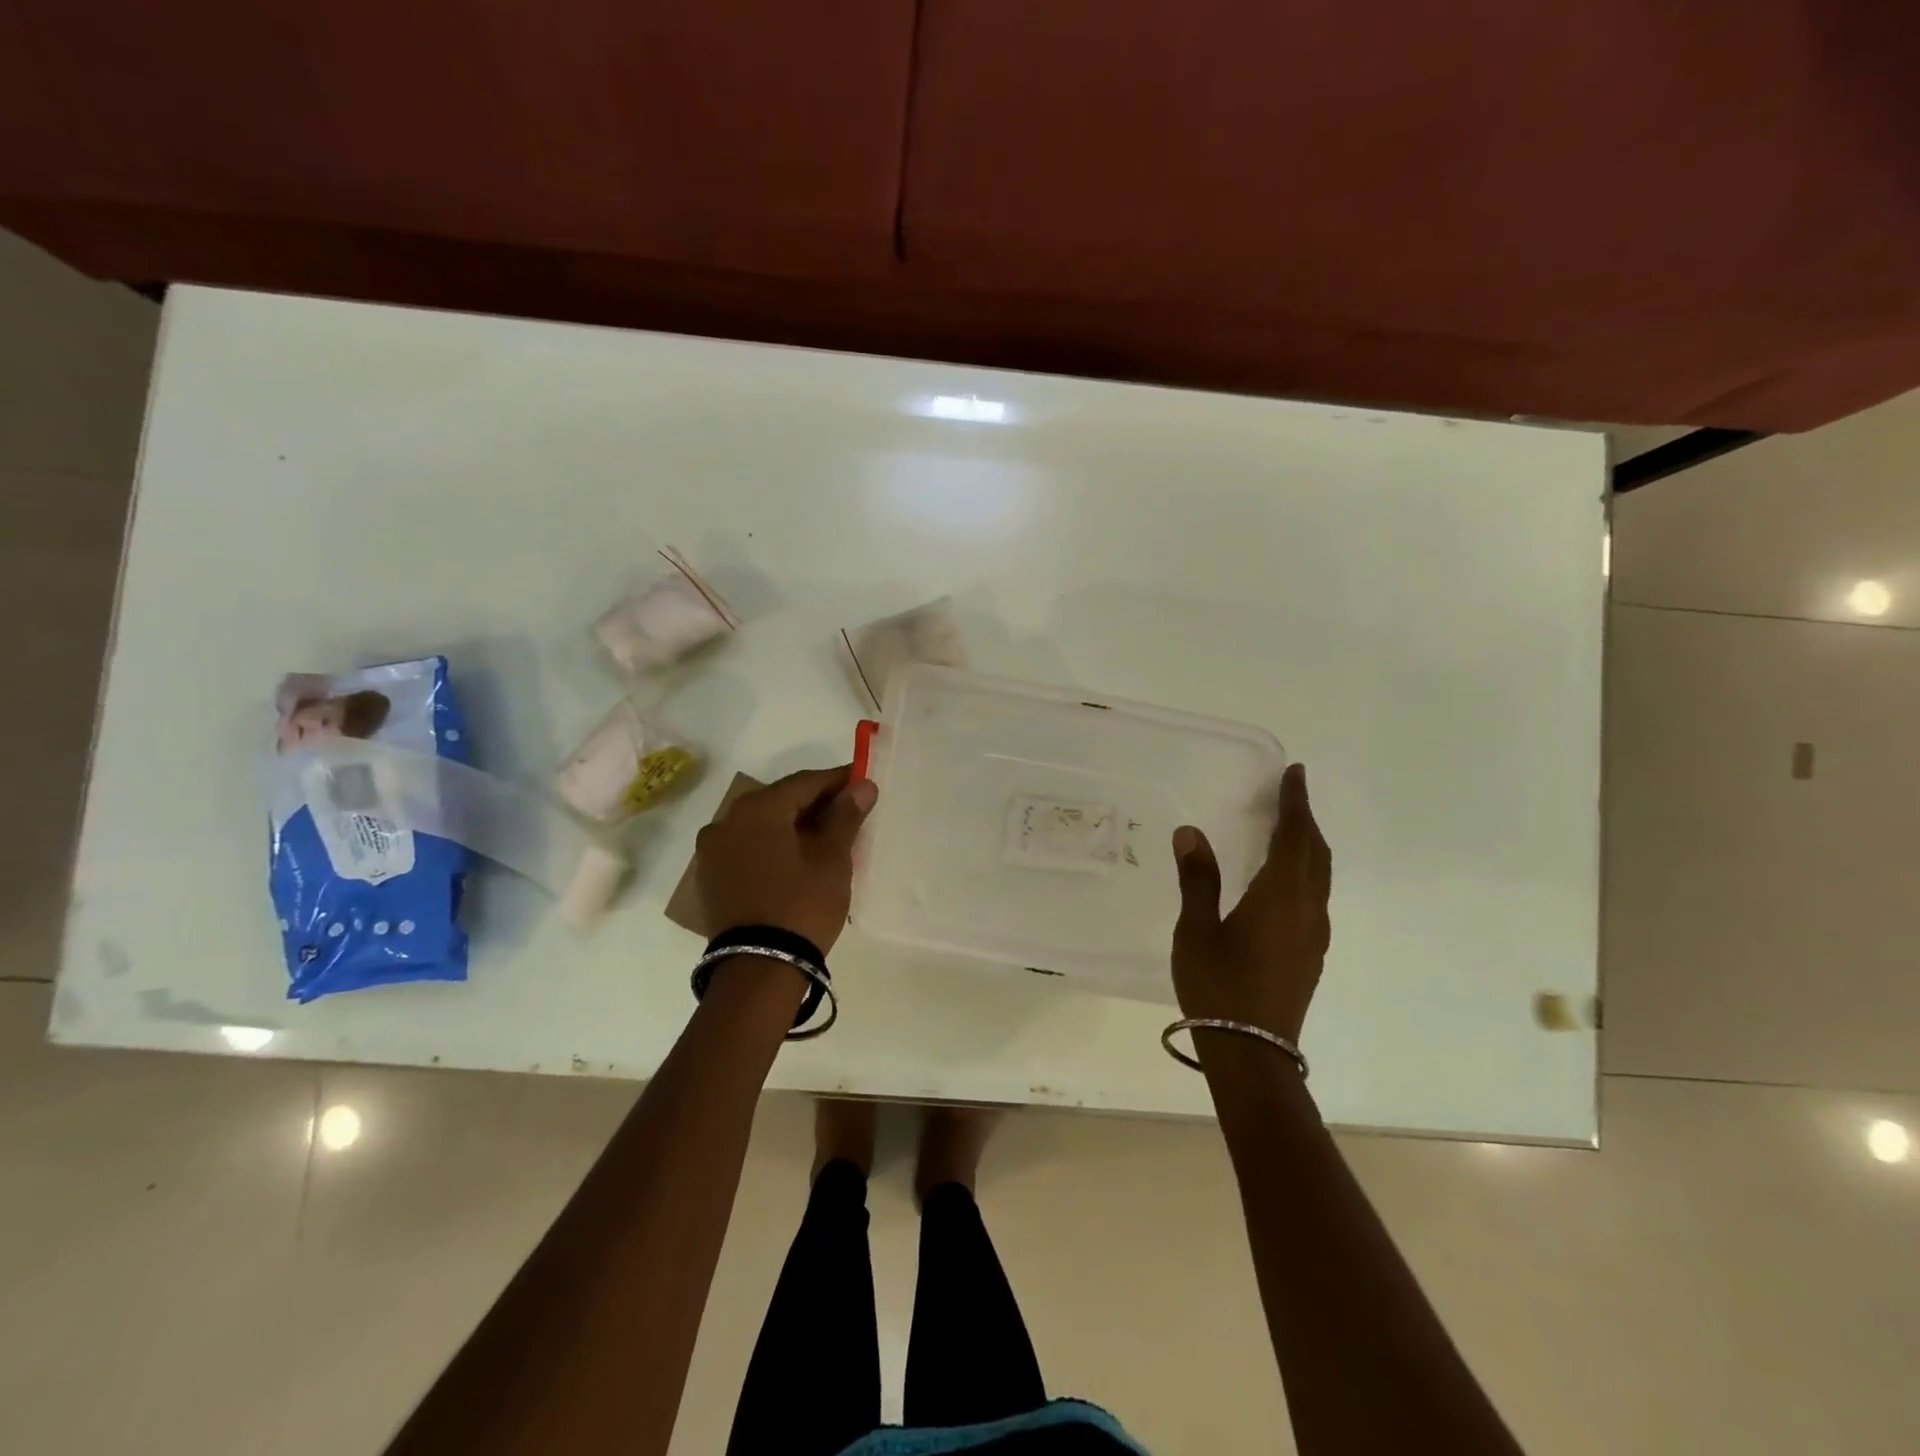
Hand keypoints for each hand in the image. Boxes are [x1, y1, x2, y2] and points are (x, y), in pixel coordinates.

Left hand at [695, 765, 877, 953]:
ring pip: (761, 825)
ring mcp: (712, 851)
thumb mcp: (832, 860)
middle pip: (779, 801)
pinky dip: (772, 846)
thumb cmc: (801, 906)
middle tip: (848, 812)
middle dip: (814, 804)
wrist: (758, 970)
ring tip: (824, 839)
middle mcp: (726, 821)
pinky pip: (747, 848)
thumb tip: (862, 785)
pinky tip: (795, 860)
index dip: (837, 781)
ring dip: (792, 826)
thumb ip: (845, 817)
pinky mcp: (710, 878)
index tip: (862, 782)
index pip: (804, 782)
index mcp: (757, 809)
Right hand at [1170, 762, 1331, 1042]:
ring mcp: (1313, 935)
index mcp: (1280, 896)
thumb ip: (1197, 878)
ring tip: (1286, 832)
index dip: (1295, 803)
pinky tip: (1282, 883)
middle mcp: (1306, 909)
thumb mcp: (1197, 929)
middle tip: (1289, 797)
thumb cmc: (1218, 986)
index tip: (1295, 774)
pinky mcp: (1310, 954)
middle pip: (1316, 854)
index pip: (1294, 836)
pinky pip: (1314, 897)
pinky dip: (1304, 873)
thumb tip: (1191, 831)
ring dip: (1307, 847)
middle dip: (1305, 821)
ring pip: (1319, 877)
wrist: (1252, 1054)